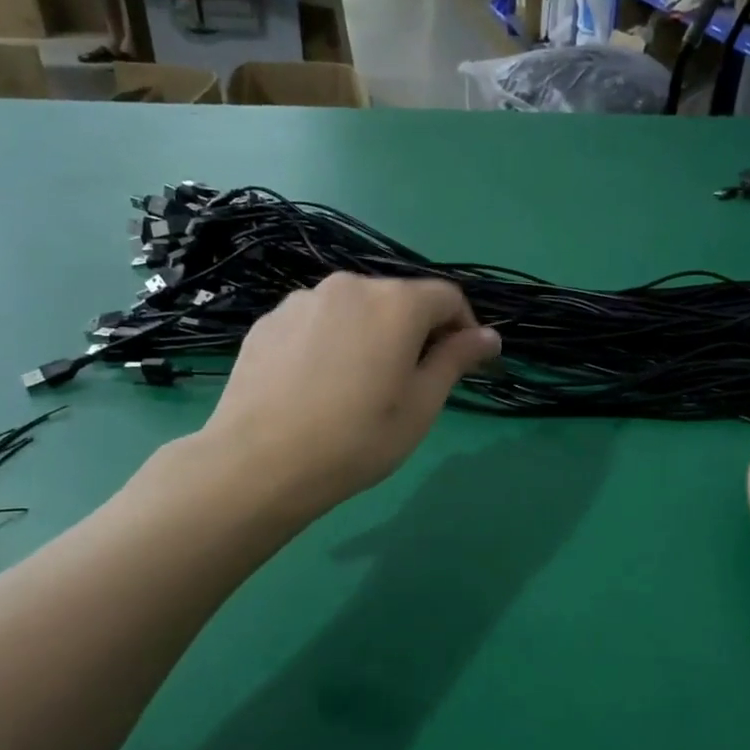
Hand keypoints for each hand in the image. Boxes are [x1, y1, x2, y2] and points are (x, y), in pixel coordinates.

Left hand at [187, 273, 499, 517]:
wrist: (260, 462)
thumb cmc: (357, 439)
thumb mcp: (421, 405)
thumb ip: (456, 359)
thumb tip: (489, 335)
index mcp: (396, 303)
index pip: (447, 296)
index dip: (463, 327)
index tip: (461, 363)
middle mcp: (350, 286)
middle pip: (399, 299)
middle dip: (415, 331)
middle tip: (409, 382)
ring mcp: (303, 300)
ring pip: (355, 310)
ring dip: (371, 334)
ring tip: (358, 385)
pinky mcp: (269, 321)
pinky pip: (317, 322)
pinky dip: (332, 341)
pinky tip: (319, 384)